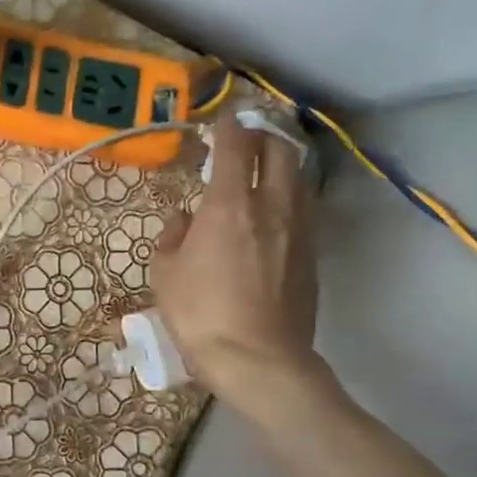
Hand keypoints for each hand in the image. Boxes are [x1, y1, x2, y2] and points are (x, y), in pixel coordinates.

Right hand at [150, 119, 321, 411]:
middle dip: (264, 138)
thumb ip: (173, 236)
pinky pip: (303, 210)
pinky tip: (273, 213)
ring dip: (281, 166)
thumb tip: (184, 219)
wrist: (257, 357)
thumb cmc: (199, 313)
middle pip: (280, 153)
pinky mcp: (311, 255)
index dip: (230, 126)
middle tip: (246, 140)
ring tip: (263, 171)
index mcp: (229, 206)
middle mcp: (271, 207)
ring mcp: (298, 230)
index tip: (222, 119)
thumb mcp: (165, 273)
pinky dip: (288, 198)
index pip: (236, 148)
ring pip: (298, 179)